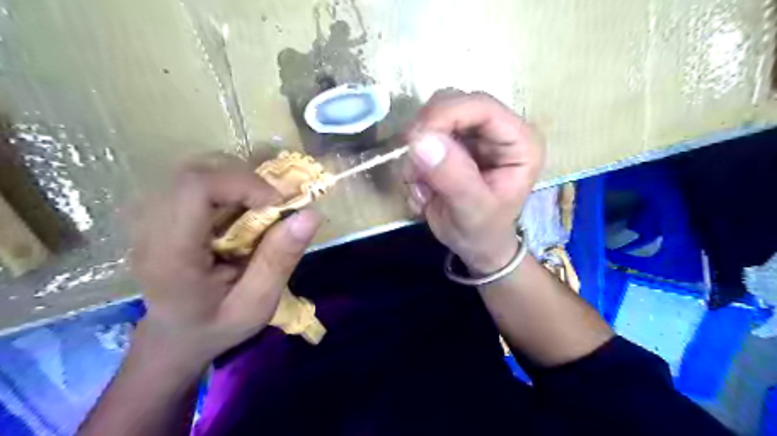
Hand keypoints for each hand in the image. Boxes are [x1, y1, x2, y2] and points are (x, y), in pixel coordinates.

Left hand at [129, 156, 320, 368]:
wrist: (174, 336)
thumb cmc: (216, 327)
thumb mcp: (257, 306)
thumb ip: (279, 261)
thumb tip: (310, 214)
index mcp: (170, 256)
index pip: (196, 189)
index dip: (244, 184)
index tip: (278, 204)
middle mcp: (148, 228)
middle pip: (194, 171)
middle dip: (244, 180)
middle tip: (272, 205)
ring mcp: (148, 217)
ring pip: (194, 169)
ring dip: (236, 180)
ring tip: (259, 207)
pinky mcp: (158, 211)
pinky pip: (195, 179)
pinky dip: (227, 184)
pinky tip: (240, 209)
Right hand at [407, 88, 544, 272]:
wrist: (475, 245)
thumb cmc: (483, 232)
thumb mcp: (472, 210)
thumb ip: (453, 177)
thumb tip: (421, 140)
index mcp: (519, 142)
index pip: (481, 106)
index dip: (445, 115)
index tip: (414, 140)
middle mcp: (497, 130)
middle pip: (453, 103)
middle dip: (427, 134)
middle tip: (415, 171)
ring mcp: (474, 134)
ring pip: (432, 118)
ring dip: (417, 153)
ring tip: (423, 188)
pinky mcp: (454, 142)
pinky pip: (422, 137)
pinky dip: (414, 162)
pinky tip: (423, 189)